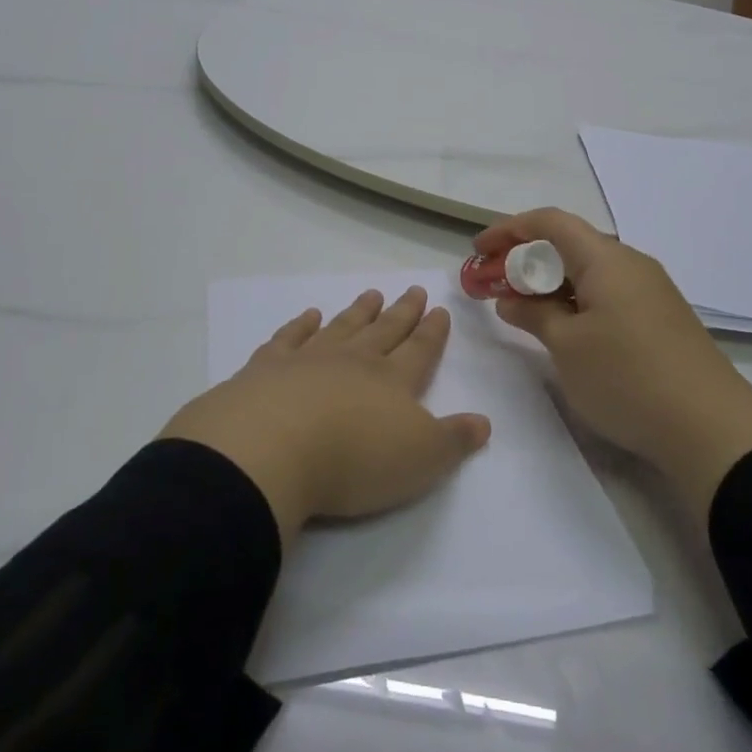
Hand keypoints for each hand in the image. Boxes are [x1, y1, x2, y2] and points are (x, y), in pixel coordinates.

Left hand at [160, 287, 490, 545]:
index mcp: (392, 382)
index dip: (432, 332)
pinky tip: (309, 315)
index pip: (419, 350)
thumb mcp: (420, 460)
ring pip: (341, 327)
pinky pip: (289, 337)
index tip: (439, 310)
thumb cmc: (354, 460)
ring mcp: (308, 359)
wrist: (272, 449)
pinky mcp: (267, 368)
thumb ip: (453, 440)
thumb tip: (483, 421)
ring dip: (359, 311)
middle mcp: (354, 361)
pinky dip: (301, 325)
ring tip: (371, 294)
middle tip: (413, 290)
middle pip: (384, 331)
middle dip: (402, 312)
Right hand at [476, 210, 751, 524]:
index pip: (550, 221)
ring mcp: (650, 291)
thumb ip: (533, 315)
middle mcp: (630, 263)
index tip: (479, 251)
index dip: (509, 230)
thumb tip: (511, 300)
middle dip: (527, 258)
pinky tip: (564, 329)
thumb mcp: (567, 347)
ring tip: (522, 309)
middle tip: (494, 285)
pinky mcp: (660, 318)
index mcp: (606, 259)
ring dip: (551, 282)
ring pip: (589, 271)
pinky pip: (608, 293)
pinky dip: (576, 300)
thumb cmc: (627, 378)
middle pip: (570, 243)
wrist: (712, 428)